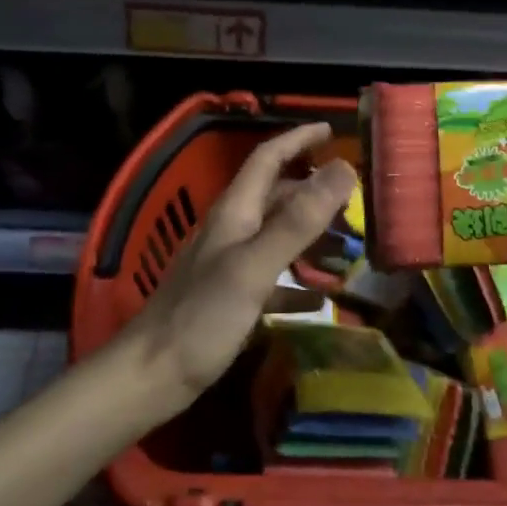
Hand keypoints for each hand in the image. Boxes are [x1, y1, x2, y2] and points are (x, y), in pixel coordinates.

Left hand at [124, 122, 355, 410]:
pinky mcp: (230, 298)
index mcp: (235, 213)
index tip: (331, 130)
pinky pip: (273, 279)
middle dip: (313, 190)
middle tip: (355, 198)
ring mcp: (229, 265)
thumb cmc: (202, 317)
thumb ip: (298, 220)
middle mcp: (231, 231)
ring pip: (277, 236)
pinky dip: (298, 282)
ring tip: (348, 247)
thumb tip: (344, 169)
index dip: (297, 139)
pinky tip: (319, 298)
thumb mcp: (255, 266)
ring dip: (311, 235)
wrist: (152, 375)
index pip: (267, 159)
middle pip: (276, 197)